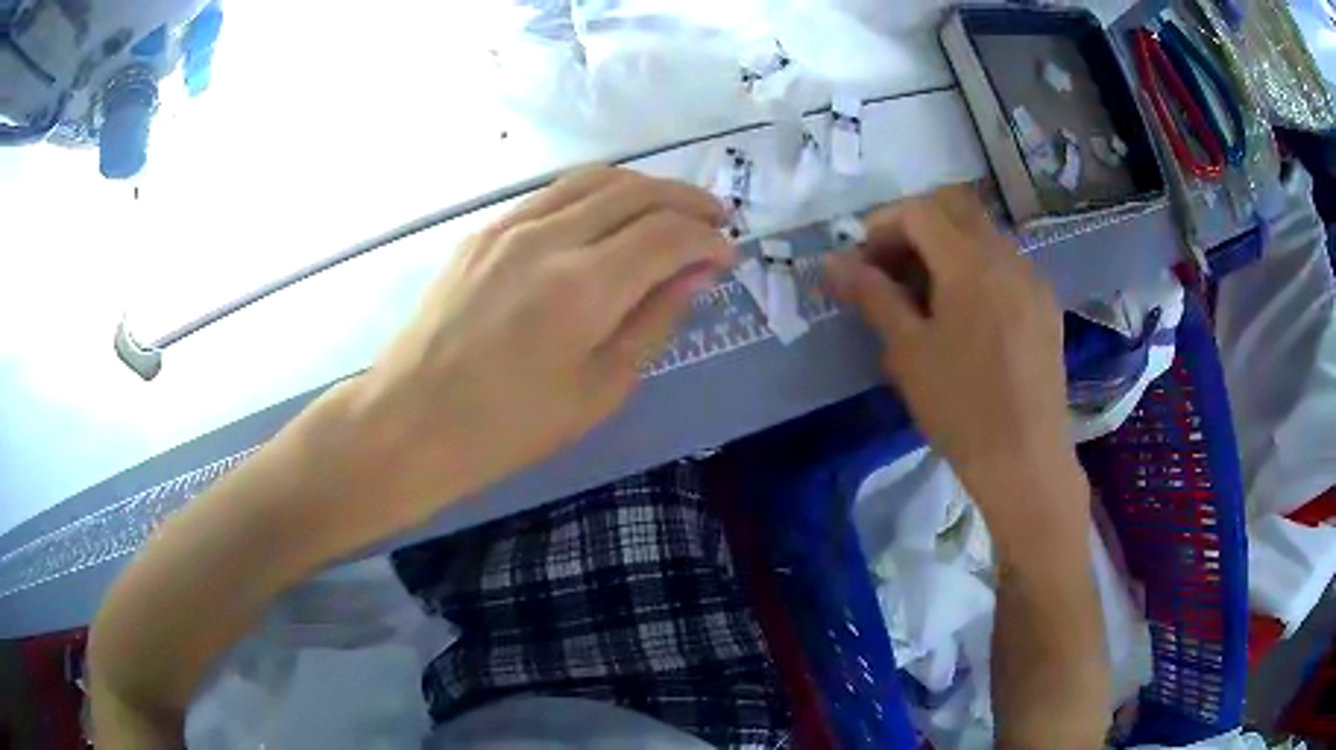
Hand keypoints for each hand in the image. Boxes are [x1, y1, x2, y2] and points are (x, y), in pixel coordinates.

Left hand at [316, 168, 732, 533]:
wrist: (411, 421)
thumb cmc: (508, 428)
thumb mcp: (599, 390)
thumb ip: (654, 320)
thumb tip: (698, 274)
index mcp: (583, 288)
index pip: (668, 235)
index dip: (707, 239)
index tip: (727, 255)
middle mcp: (549, 238)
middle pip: (637, 192)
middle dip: (687, 200)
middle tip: (715, 219)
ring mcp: (510, 226)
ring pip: (595, 179)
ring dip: (645, 187)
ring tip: (671, 209)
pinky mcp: (484, 230)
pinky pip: (554, 192)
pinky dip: (597, 192)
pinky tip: (609, 215)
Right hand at [823, 185, 1071, 502]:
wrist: (1025, 460)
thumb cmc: (960, 408)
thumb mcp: (907, 352)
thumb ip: (872, 296)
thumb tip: (832, 262)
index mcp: (970, 262)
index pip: (919, 211)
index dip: (882, 226)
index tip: (862, 262)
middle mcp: (1007, 256)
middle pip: (955, 209)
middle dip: (915, 227)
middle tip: (890, 269)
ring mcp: (1032, 280)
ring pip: (983, 235)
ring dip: (946, 247)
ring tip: (924, 296)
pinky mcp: (1045, 306)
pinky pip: (1005, 265)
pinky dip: (976, 269)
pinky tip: (965, 315)